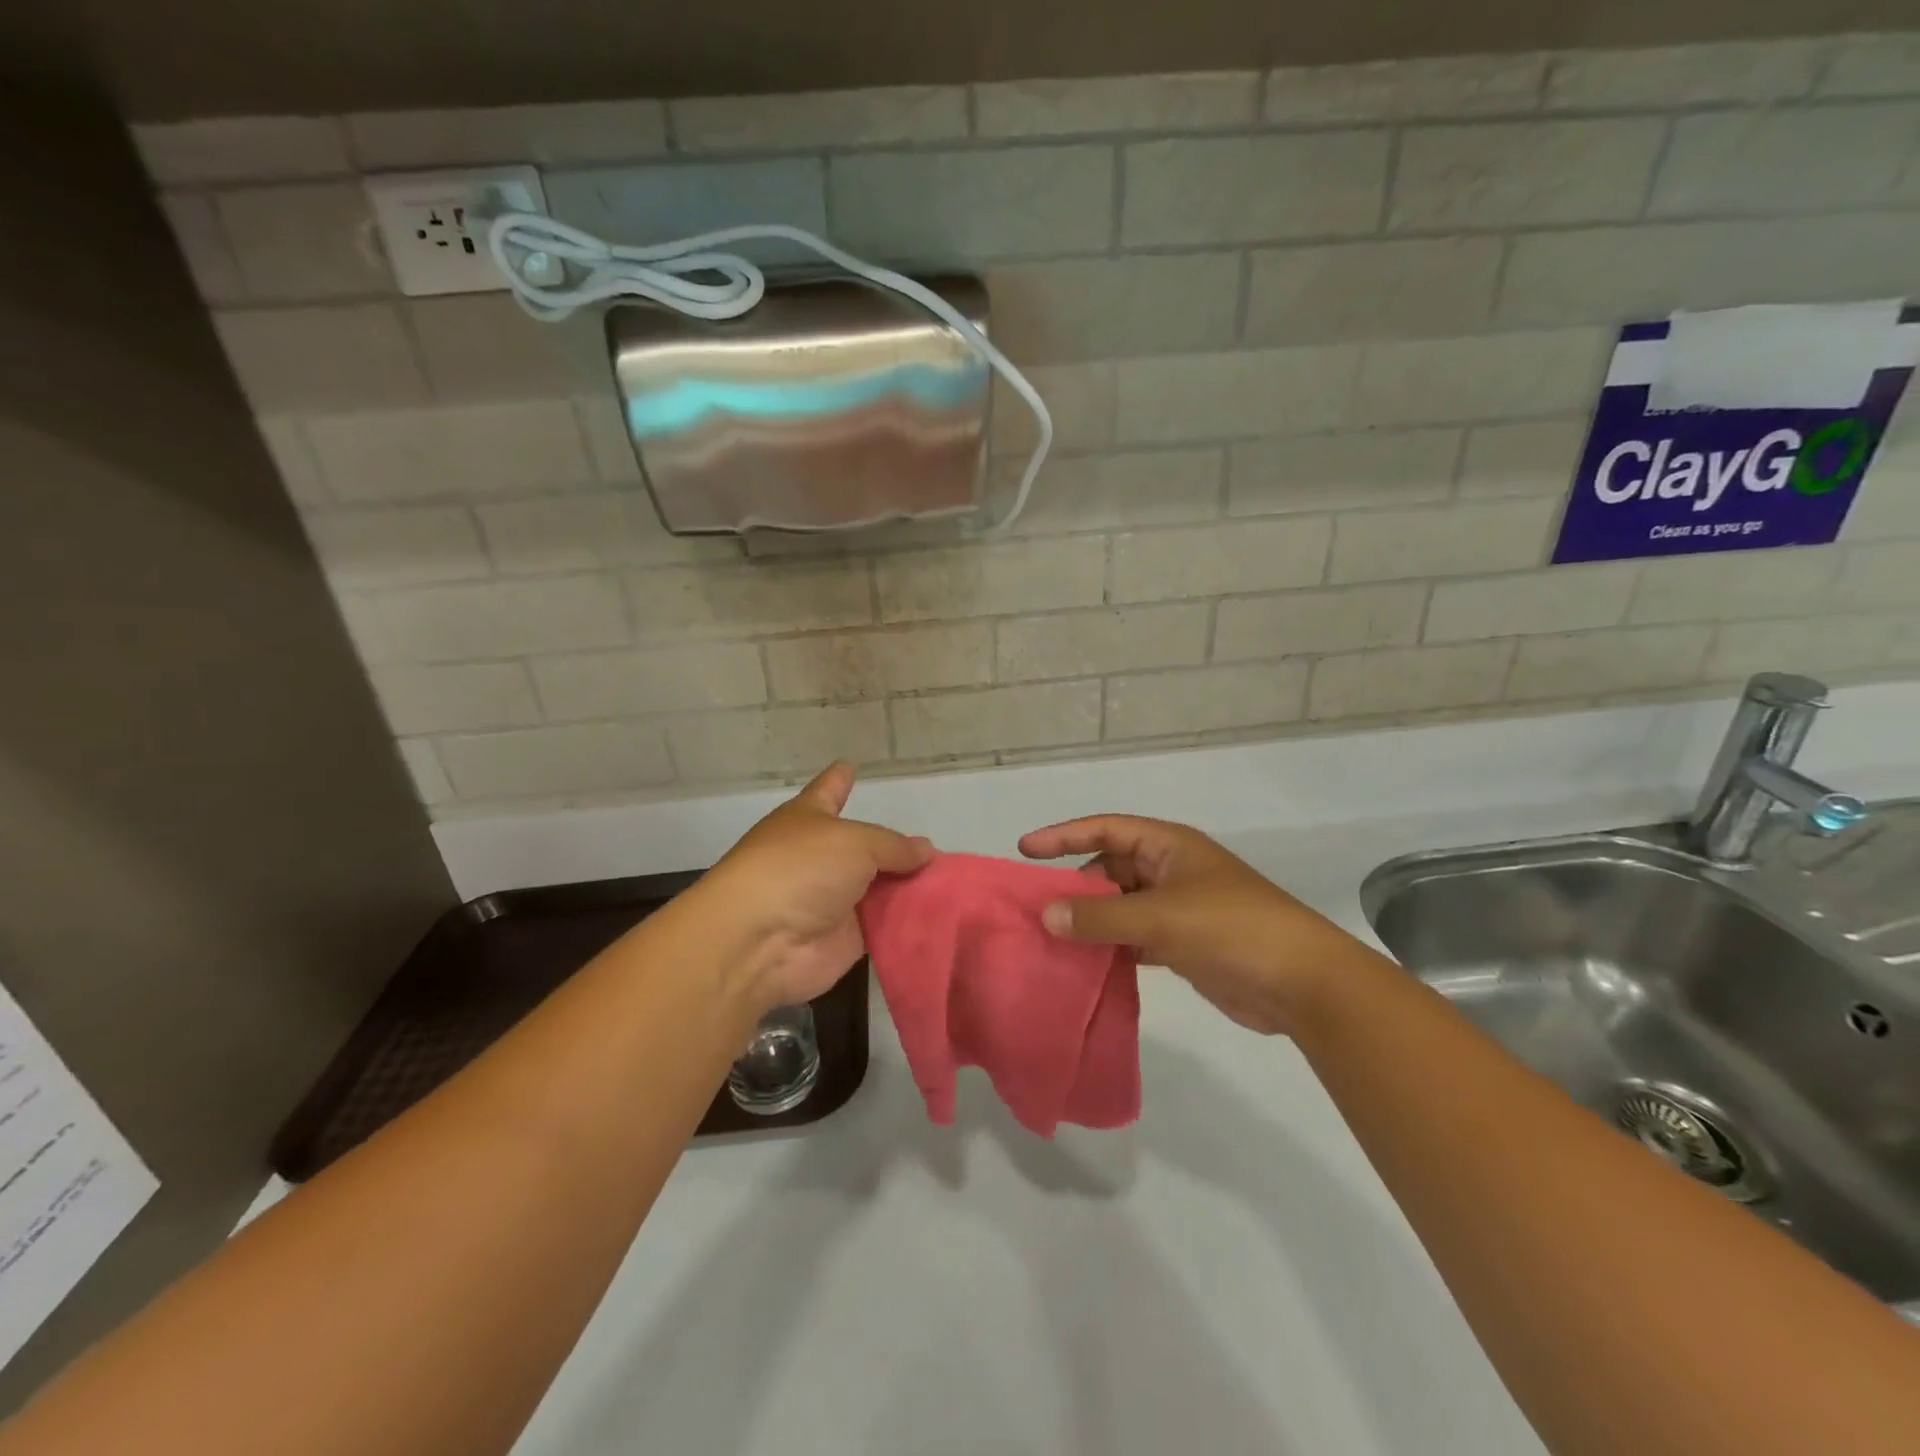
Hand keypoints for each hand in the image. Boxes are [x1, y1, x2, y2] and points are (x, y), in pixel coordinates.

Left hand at [706, 763, 932, 1014]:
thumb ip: (895, 846)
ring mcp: (832, 899)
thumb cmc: (800, 869)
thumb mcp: (856, 842)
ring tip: (955, 885)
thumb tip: (925, 850)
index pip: (829, 790)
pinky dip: (908, 923)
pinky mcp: (845, 939)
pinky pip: (884, 927)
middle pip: (865, 847)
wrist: (761, 941)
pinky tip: (945, 918)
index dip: (840, 779)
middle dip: (897, 849)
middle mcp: (820, 857)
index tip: (849, 765)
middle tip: (941, 850)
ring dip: (909, 888)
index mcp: (810, 818)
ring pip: (880, 889)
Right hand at [1018, 815, 1373, 1035]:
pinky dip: (1110, 947)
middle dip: (1075, 885)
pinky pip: (1132, 937)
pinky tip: (1084, 964)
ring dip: (1090, 920)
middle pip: (1108, 868)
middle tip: (1035, 909)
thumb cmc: (1233, 928)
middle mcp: (1169, 870)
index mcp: (1168, 846)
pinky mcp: (1181, 944)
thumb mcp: (1162, 917)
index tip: (1024, 850)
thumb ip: (1102, 915)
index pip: (1105, 828)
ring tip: (1049, 938)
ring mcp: (1176, 908)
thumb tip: (1046, 914)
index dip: (1064, 835)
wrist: (1302, 984)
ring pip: (1119, 906)